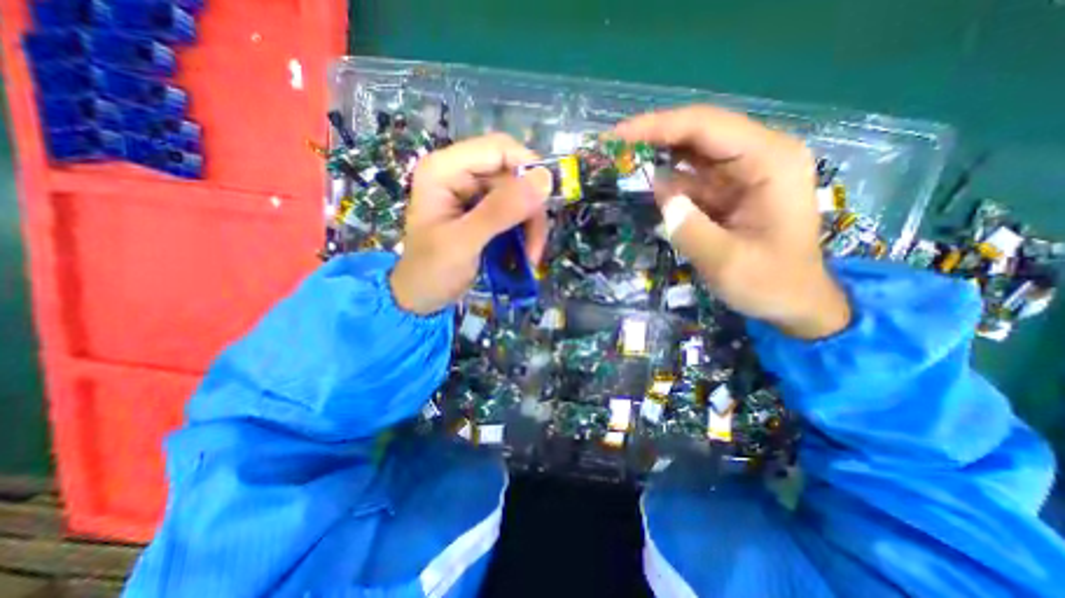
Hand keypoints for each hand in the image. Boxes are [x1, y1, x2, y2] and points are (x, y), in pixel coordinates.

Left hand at [390, 133, 557, 315]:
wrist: (422, 297)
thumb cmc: (432, 271)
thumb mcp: (465, 242)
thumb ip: (500, 211)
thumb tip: (545, 179)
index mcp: (445, 169)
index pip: (498, 149)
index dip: (527, 170)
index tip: (543, 204)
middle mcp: (460, 174)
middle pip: (513, 174)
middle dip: (529, 210)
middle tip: (534, 246)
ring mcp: (473, 193)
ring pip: (520, 195)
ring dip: (530, 226)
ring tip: (530, 256)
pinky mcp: (483, 211)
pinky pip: (516, 212)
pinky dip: (525, 232)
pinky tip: (525, 254)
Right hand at [617, 106, 848, 339]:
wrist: (794, 301)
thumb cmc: (771, 284)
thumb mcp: (729, 263)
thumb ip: (693, 230)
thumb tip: (664, 198)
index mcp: (770, 161)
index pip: (707, 127)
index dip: (658, 126)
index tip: (617, 136)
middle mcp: (759, 156)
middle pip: (698, 133)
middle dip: (653, 137)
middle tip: (611, 148)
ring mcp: (743, 173)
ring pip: (691, 153)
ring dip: (656, 156)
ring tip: (618, 163)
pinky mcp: (728, 191)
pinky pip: (691, 178)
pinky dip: (665, 181)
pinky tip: (641, 185)